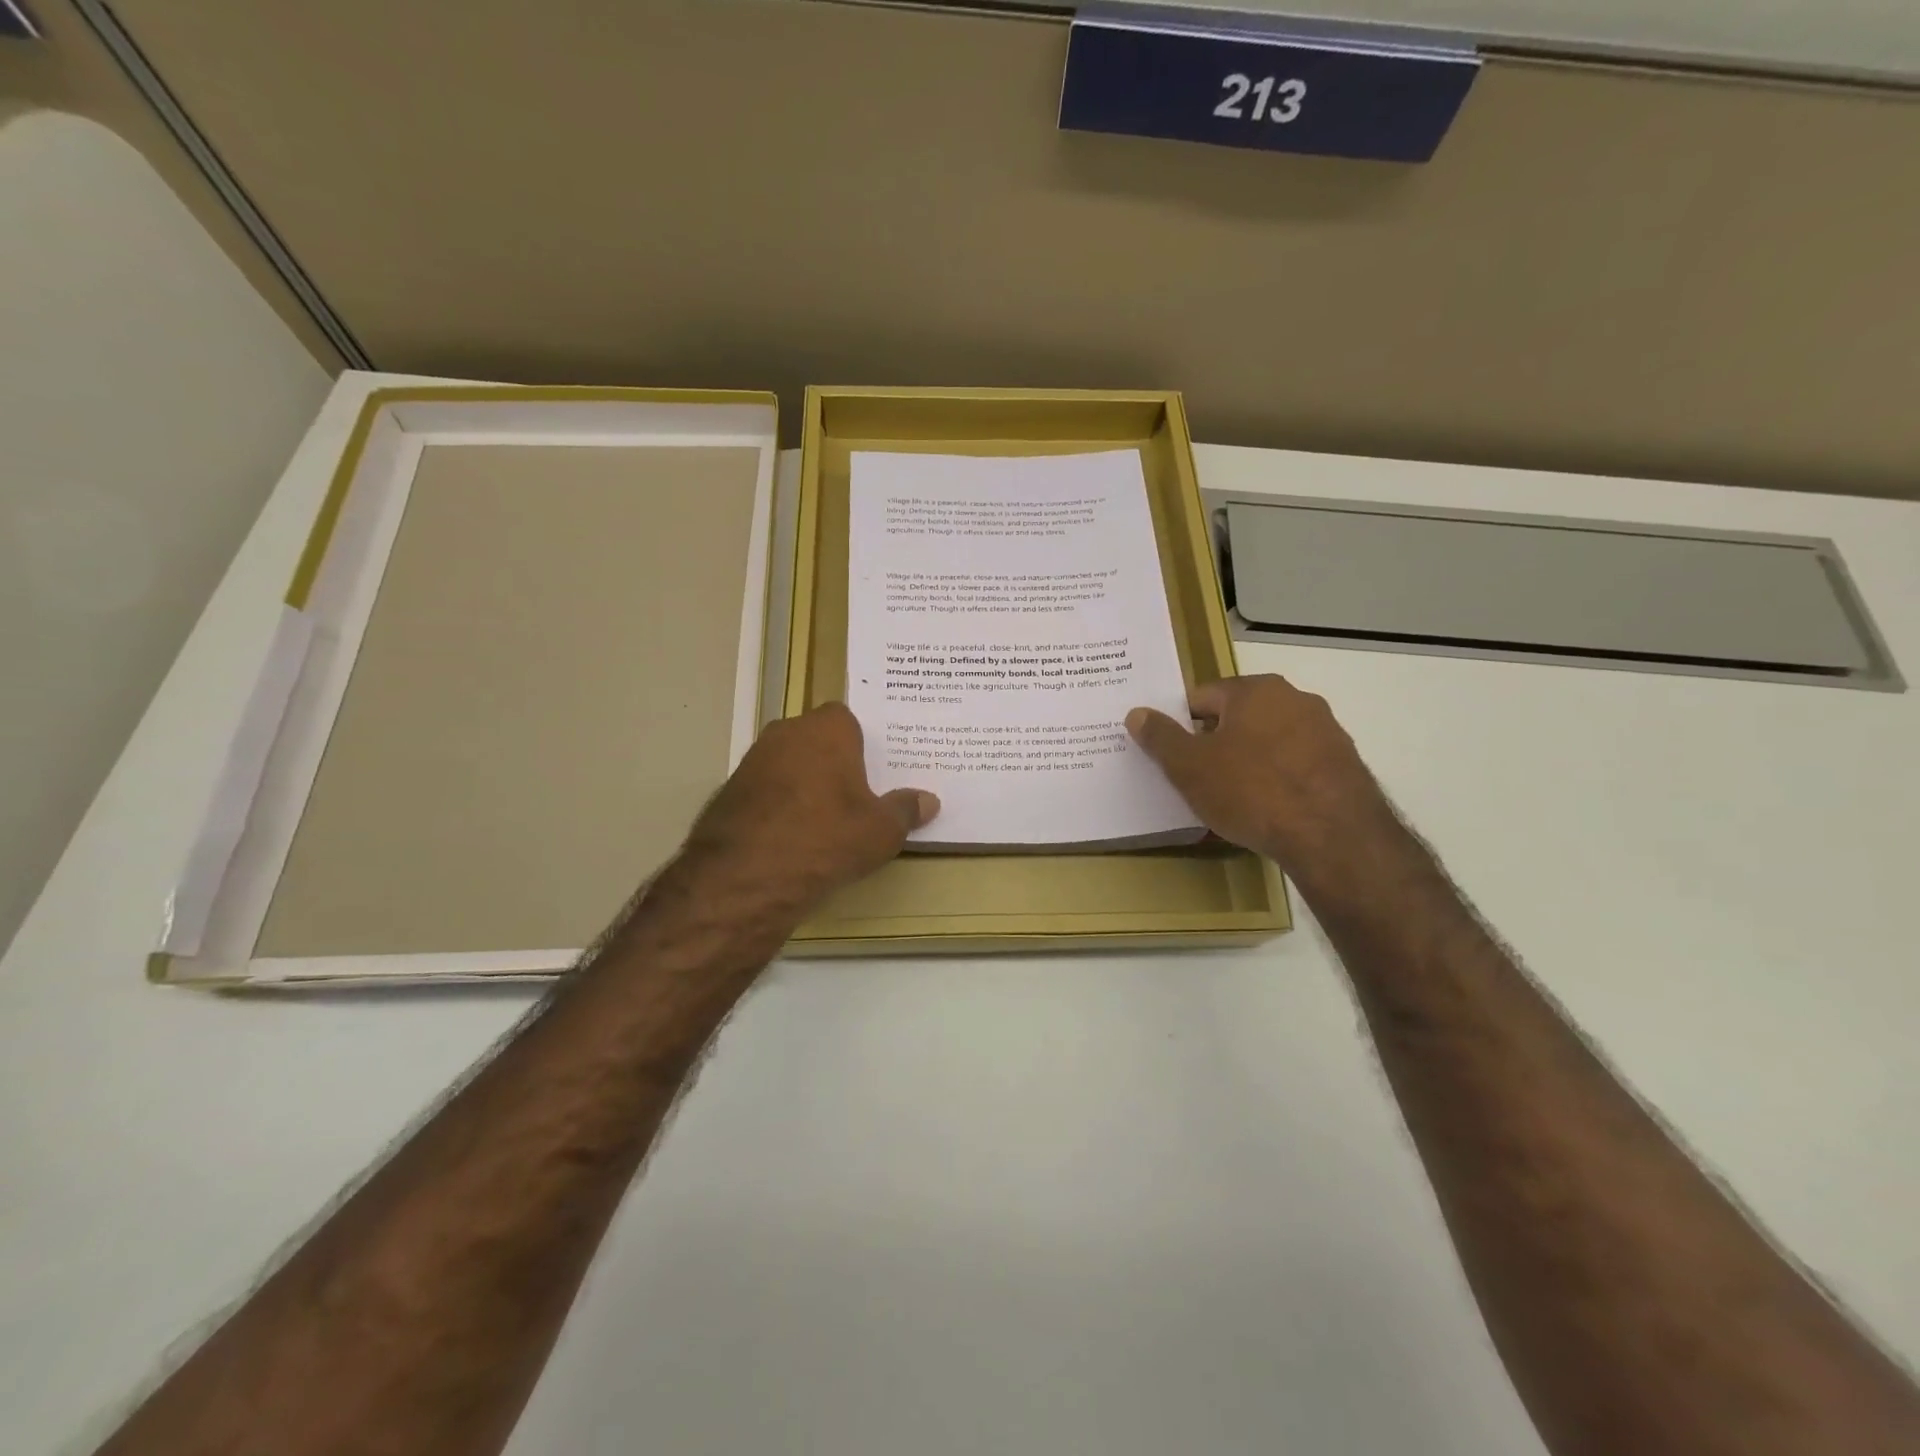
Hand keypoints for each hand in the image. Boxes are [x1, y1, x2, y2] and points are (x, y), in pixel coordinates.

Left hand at [677, 703, 937, 913]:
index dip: (862, 744)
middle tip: (858, 795)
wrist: (745, 877)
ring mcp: (753, 761)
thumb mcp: (881, 831)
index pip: (848, 719)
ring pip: (789, 764)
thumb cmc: (826, 839)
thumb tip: (928, 800)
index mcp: (827, 729)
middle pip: (817, 740)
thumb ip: (905, 810)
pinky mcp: (729, 792)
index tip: (876, 770)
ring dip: (805, 784)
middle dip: (834, 762)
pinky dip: (780, 806)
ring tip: (828, 820)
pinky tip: (794, 836)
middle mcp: (786, 733)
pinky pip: (767, 790)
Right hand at [1126, 675, 1410, 895]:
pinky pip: (1296, 767)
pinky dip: (1278, 781)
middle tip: (1196, 778)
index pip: (1202, 696)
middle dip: (1215, 744)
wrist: (1334, 837)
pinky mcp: (1345, 765)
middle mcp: (1295, 699)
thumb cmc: (1252, 791)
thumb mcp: (1190, 767)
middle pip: (1238, 717)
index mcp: (1255, 690)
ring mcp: (1326, 731)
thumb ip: (1161, 737)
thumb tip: (1137, 713)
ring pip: (1269, 742)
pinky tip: (1267, 811)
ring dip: (1248, 762)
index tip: (1172, 755)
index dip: (1181, 725)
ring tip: (1231, 800)